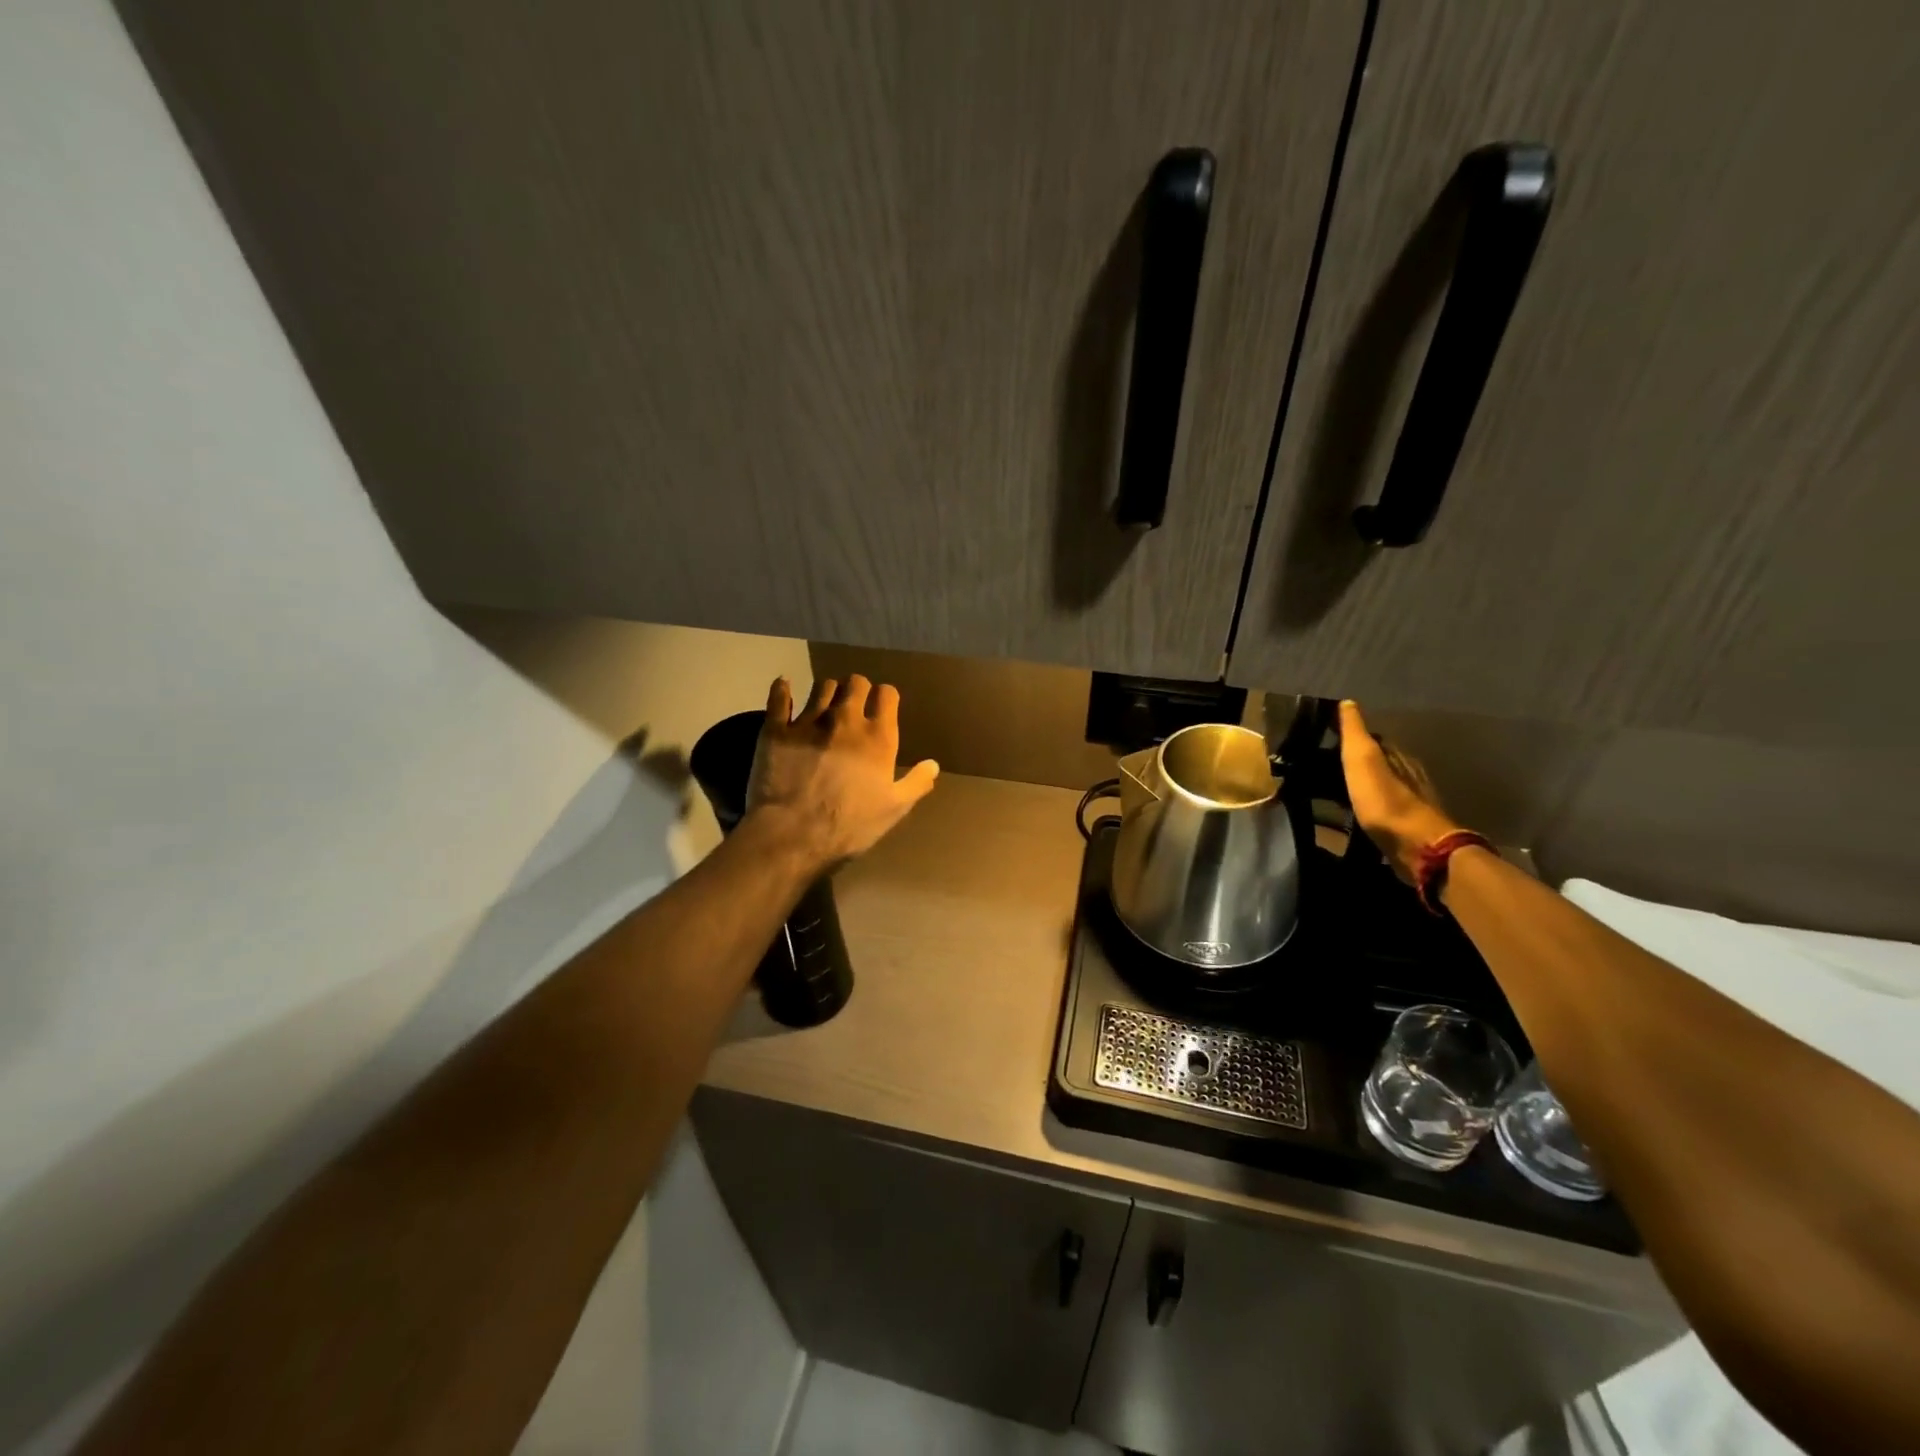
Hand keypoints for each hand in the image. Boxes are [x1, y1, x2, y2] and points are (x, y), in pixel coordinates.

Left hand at [743, 674, 939, 872]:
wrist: (793, 835)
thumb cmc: (849, 825)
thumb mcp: (893, 810)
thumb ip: (916, 783)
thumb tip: (933, 765)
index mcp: (877, 736)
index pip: (887, 694)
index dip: (886, 697)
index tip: (883, 707)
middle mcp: (845, 719)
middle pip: (855, 683)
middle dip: (858, 688)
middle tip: (855, 704)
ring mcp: (808, 721)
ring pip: (822, 686)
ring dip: (828, 690)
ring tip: (826, 703)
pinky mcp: (776, 729)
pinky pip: (778, 697)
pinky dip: (782, 689)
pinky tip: (784, 686)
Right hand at [1336, 700, 1461, 882]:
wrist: (1417, 847)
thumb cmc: (1385, 800)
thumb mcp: (1363, 760)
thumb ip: (1355, 732)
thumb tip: (1348, 702)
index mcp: (1398, 757)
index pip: (1375, 740)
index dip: (1353, 738)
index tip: (1329, 739)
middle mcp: (1409, 776)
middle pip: (1381, 763)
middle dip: (1358, 763)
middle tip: (1328, 767)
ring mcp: (1411, 803)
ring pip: (1383, 787)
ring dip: (1364, 787)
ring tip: (1336, 791)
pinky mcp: (1407, 828)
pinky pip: (1383, 810)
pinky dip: (1369, 808)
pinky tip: (1355, 814)